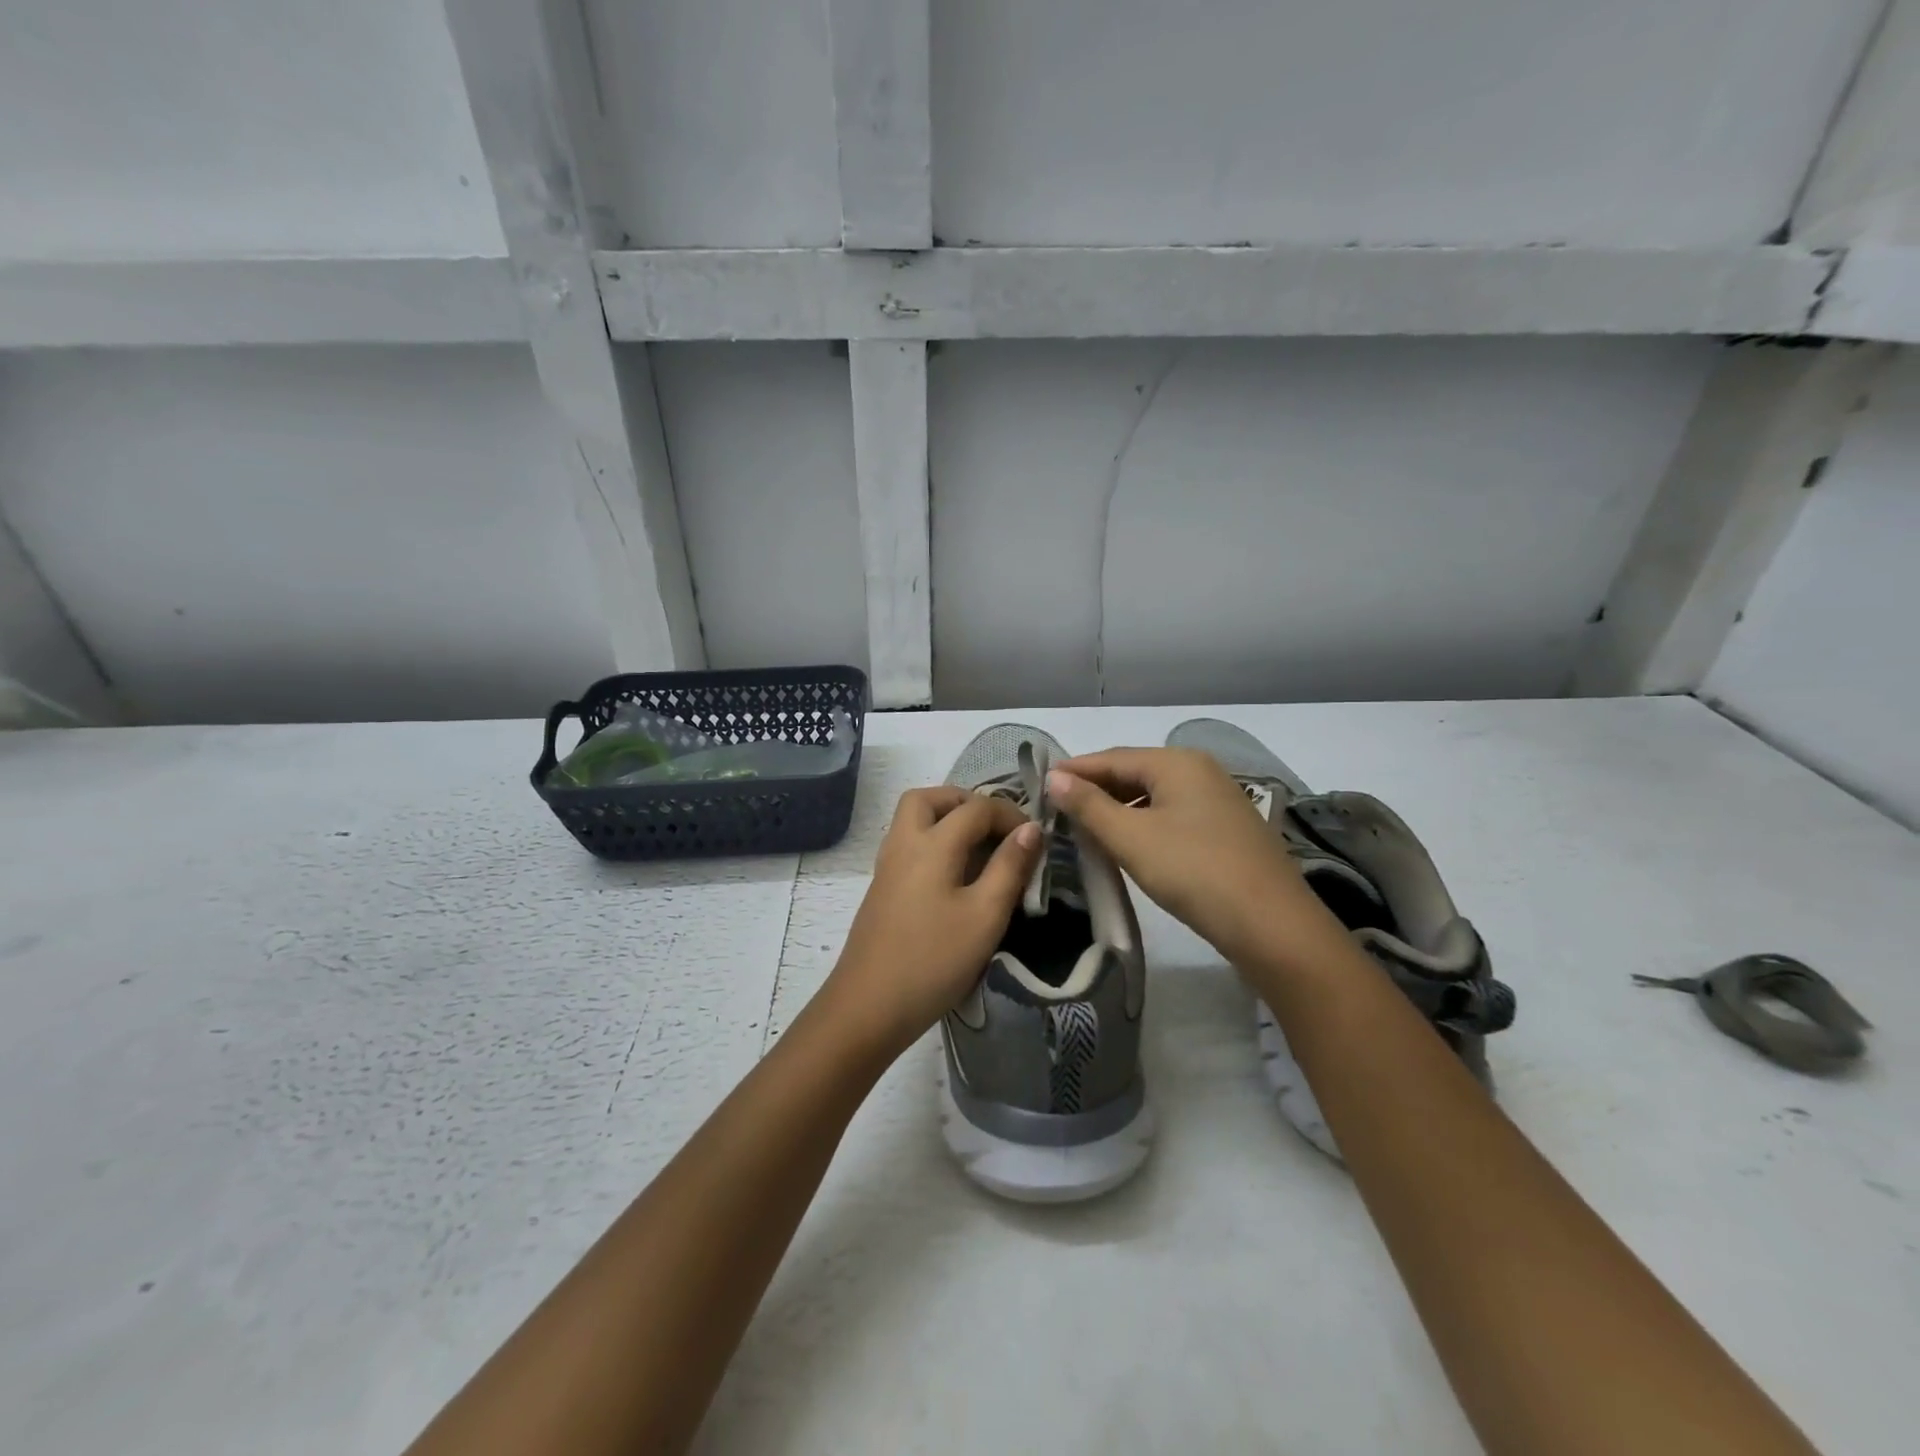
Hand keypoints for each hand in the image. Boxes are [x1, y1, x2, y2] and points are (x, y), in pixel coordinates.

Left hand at [820, 787, 1041, 1057]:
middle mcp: (903, 843)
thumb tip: (1031, 829)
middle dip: (966, 802)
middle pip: (929, 798)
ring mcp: (887, 866)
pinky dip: (934, 841)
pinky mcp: (882, 889)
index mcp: (931, 843)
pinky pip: (908, 844)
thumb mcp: (985, 915)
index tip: (1035, 840)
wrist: (869, 1006)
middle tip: (996, 828)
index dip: (1010, 815)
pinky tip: (955, 876)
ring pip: (913, 819)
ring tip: (980, 849)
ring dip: (946, 819)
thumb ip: (1010, 867)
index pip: (975, 808)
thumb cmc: (934, 960)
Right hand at [1048, 748, 1344, 967]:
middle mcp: (1199, 771)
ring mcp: (1217, 801)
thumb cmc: (1194, 872)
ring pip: (1153, 797)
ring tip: (1083, 830)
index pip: (1111, 758)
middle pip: (1133, 774)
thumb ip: (1089, 806)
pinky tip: (1127, 845)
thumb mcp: (1132, 838)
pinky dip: (1143, 825)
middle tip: (1055, 811)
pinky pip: (1171, 816)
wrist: (1272, 926)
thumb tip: (1054, 778)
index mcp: (1177, 762)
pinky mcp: (1225, 830)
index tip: (1037, 786)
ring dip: (1117, 810)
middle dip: (1094, 791)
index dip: (1073, 771)